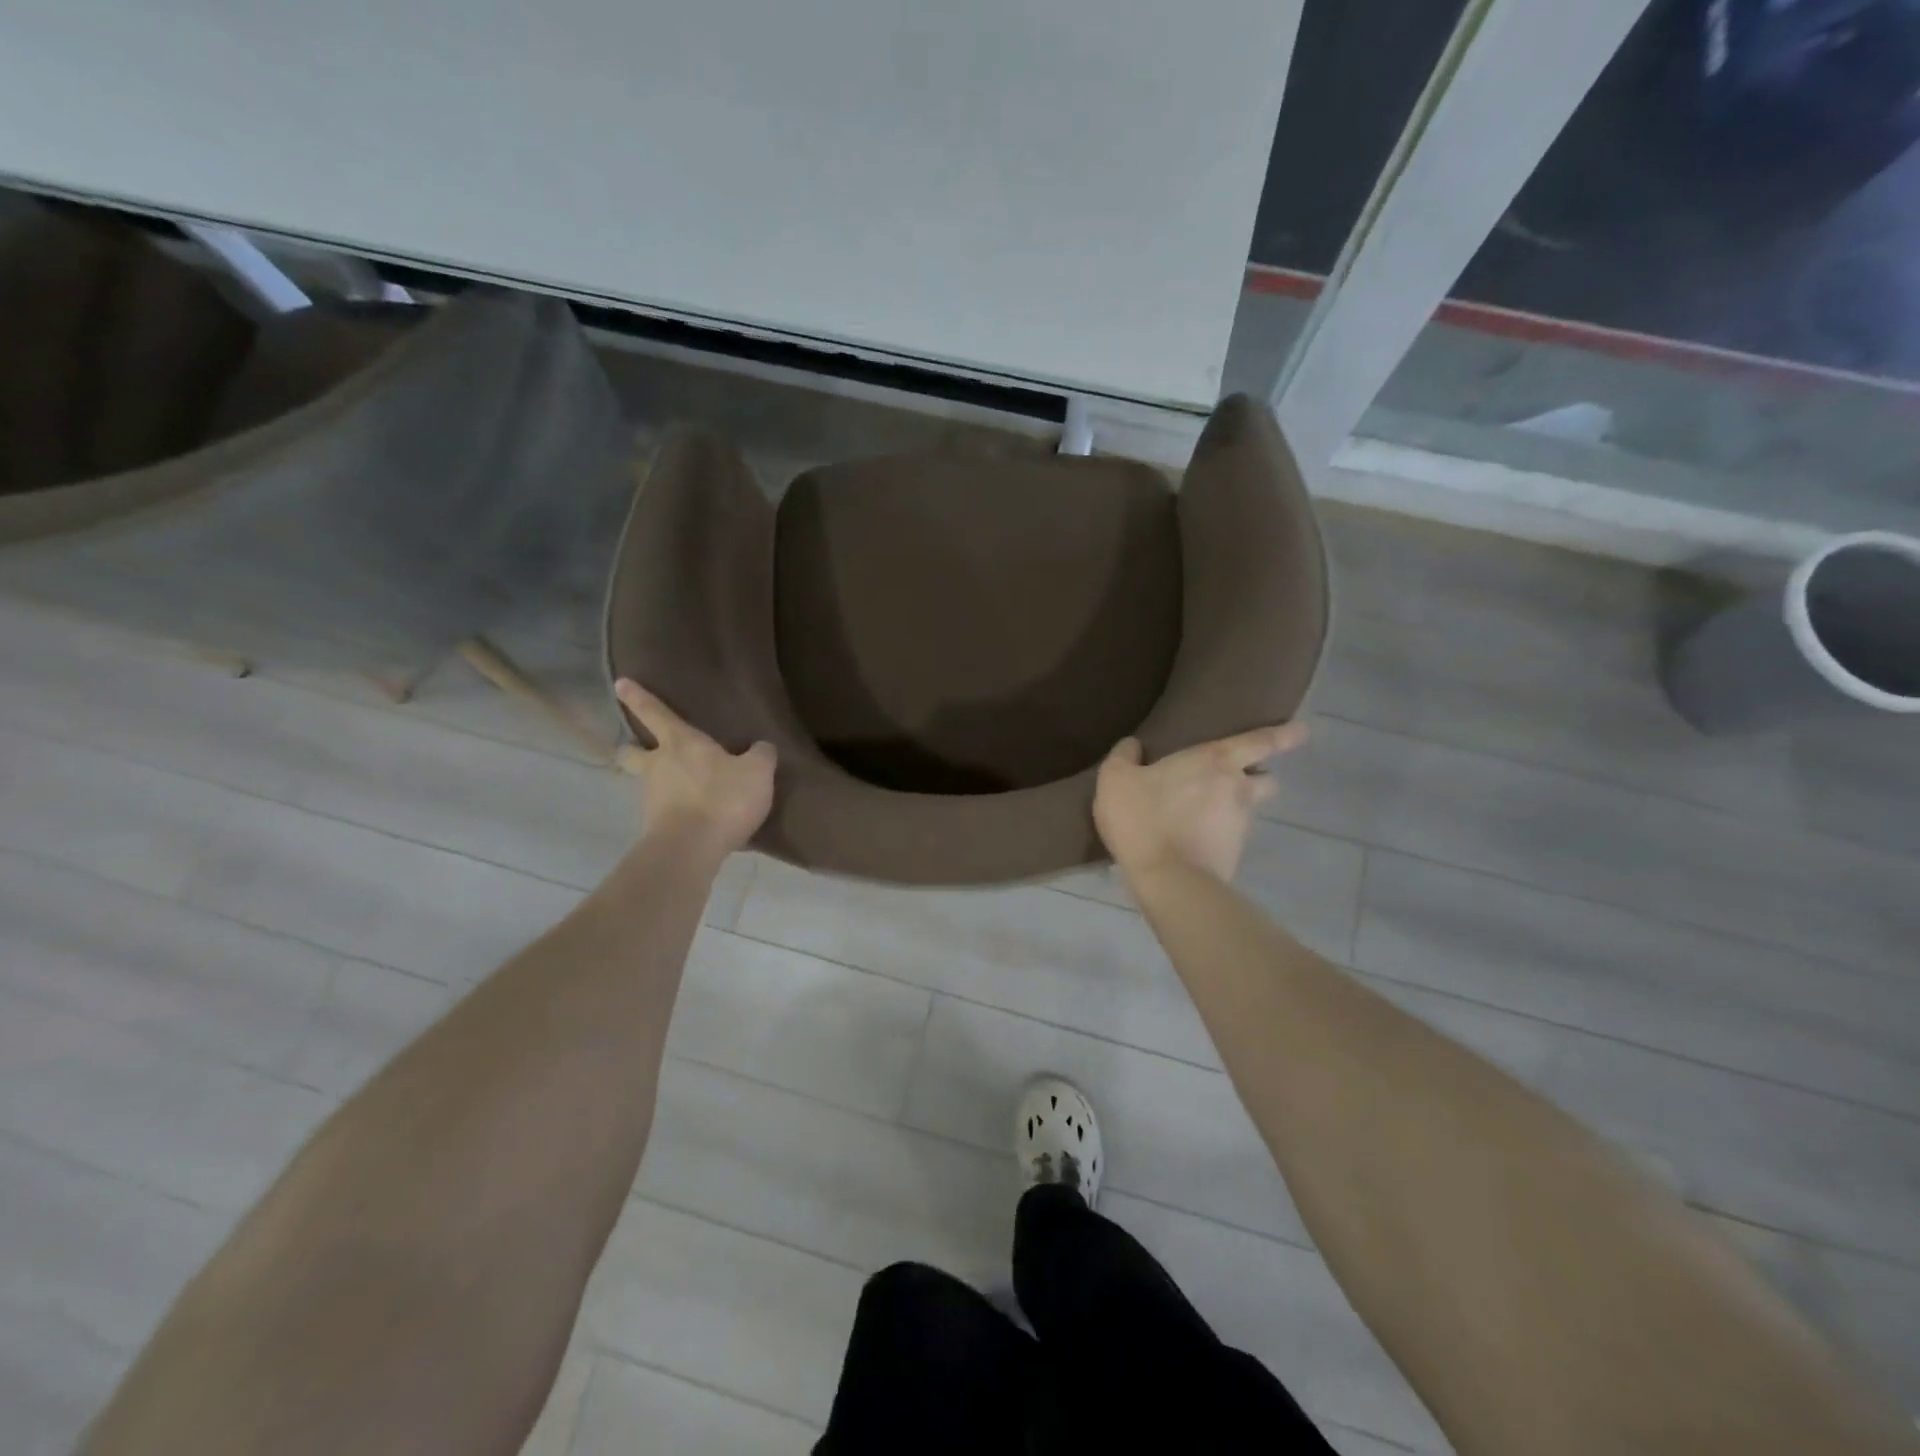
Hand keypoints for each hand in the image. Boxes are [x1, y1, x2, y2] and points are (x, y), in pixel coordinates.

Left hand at [614, 680, 775, 855]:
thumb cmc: (723, 798)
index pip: (655, 713)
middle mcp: (658, 766)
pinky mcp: (654, 828)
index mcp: (680, 743)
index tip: (620, 684)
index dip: (638, 697)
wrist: (692, 849)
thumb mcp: (757, 772)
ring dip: (659, 784)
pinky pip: (663, 813)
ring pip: (647, 784)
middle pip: (632, 752)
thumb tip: (761, 747)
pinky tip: (694, 819)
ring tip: (683, 792)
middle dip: (634, 749)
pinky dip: (674, 812)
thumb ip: (760, 755)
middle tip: (643, 750)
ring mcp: (651, 799)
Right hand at [1093, 723, 1307, 883]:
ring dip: (1236, 806)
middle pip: (1266, 777)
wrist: (1168, 879)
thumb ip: (1124, 756)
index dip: (1284, 734)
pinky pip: (1233, 836)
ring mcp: (1241, 824)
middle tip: (1237, 776)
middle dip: (1258, 774)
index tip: (1302, 730)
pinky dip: (1221, 834)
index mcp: (1216, 760)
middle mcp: (1238, 788)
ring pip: (1250, 808)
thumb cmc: (1143, 817)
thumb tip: (1133, 745)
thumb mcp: (1115, 779)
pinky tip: (1196, 838)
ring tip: (1207, 812)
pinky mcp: (1235, 854)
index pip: (1261, 741)